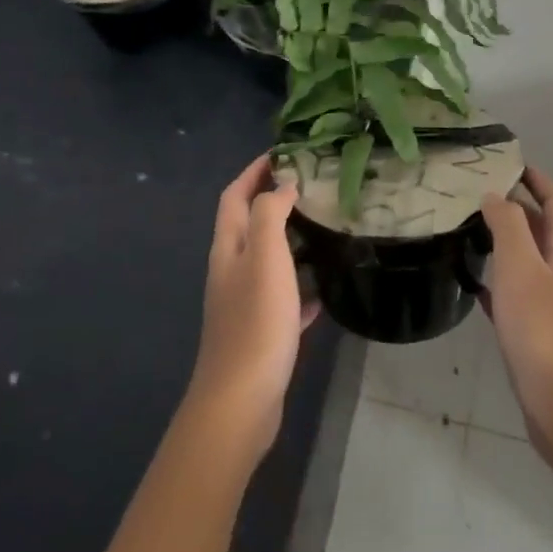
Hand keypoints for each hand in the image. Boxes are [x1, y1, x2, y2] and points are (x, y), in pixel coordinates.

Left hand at [188, 156, 318, 463]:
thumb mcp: (264, 256)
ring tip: (323, 229)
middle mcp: (231, 270)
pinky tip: (323, 291)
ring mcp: (244, 302)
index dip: (253, 170)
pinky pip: (283, 298)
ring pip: (267, 260)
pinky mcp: (261, 331)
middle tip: (311, 187)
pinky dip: (300, 287)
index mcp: (229, 247)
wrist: (241, 400)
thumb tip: (282, 186)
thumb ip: (270, 214)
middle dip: (273, 200)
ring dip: (290, 241)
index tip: (282, 152)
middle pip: (249, 224)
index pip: (235, 195)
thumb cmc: (255, 320)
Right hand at [480, 169, 552, 474]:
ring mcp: (551, 306)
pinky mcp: (536, 335)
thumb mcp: (522, 267)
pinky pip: (513, 296)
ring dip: (502, 244)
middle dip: (514, 208)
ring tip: (467, 231)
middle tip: (475, 195)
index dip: (537, 179)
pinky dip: (495, 283)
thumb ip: (509, 226)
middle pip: (541, 229)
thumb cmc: (543, 329)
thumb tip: (496, 195)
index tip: (508, 163)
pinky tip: (471, 285)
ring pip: (526, 262)